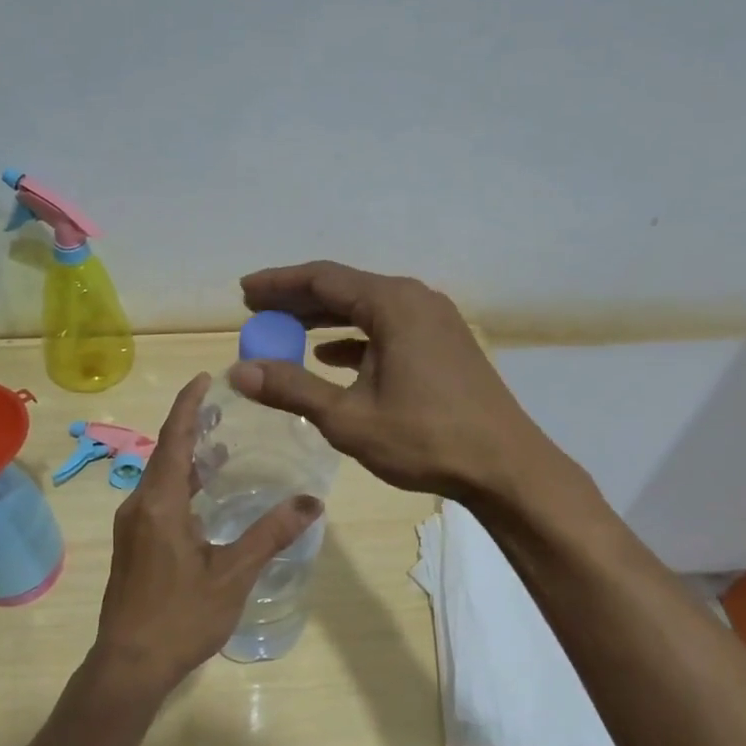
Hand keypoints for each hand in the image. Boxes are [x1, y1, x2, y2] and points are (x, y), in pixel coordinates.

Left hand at [92, 372, 322, 695]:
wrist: (128, 665)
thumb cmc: (181, 617)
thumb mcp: (233, 575)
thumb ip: (270, 534)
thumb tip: (312, 502)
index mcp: (160, 503)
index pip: (174, 438)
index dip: (189, 405)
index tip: (205, 378)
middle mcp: (140, 505)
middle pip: (166, 452)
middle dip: (191, 426)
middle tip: (223, 407)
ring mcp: (134, 526)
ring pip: (161, 477)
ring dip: (187, 457)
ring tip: (219, 443)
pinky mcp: (134, 545)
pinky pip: (158, 497)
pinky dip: (182, 484)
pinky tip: (204, 495)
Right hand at [231, 261, 561, 502]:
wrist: (505, 466)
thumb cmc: (425, 438)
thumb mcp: (348, 417)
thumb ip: (293, 389)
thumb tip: (239, 372)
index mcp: (393, 304)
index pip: (322, 278)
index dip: (278, 284)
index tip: (244, 292)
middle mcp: (415, 300)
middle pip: (344, 289)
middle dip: (297, 301)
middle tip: (257, 312)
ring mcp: (434, 321)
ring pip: (366, 309)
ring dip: (324, 320)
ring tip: (284, 332)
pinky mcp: (443, 344)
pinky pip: (387, 328)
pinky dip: (354, 338)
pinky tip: (330, 357)